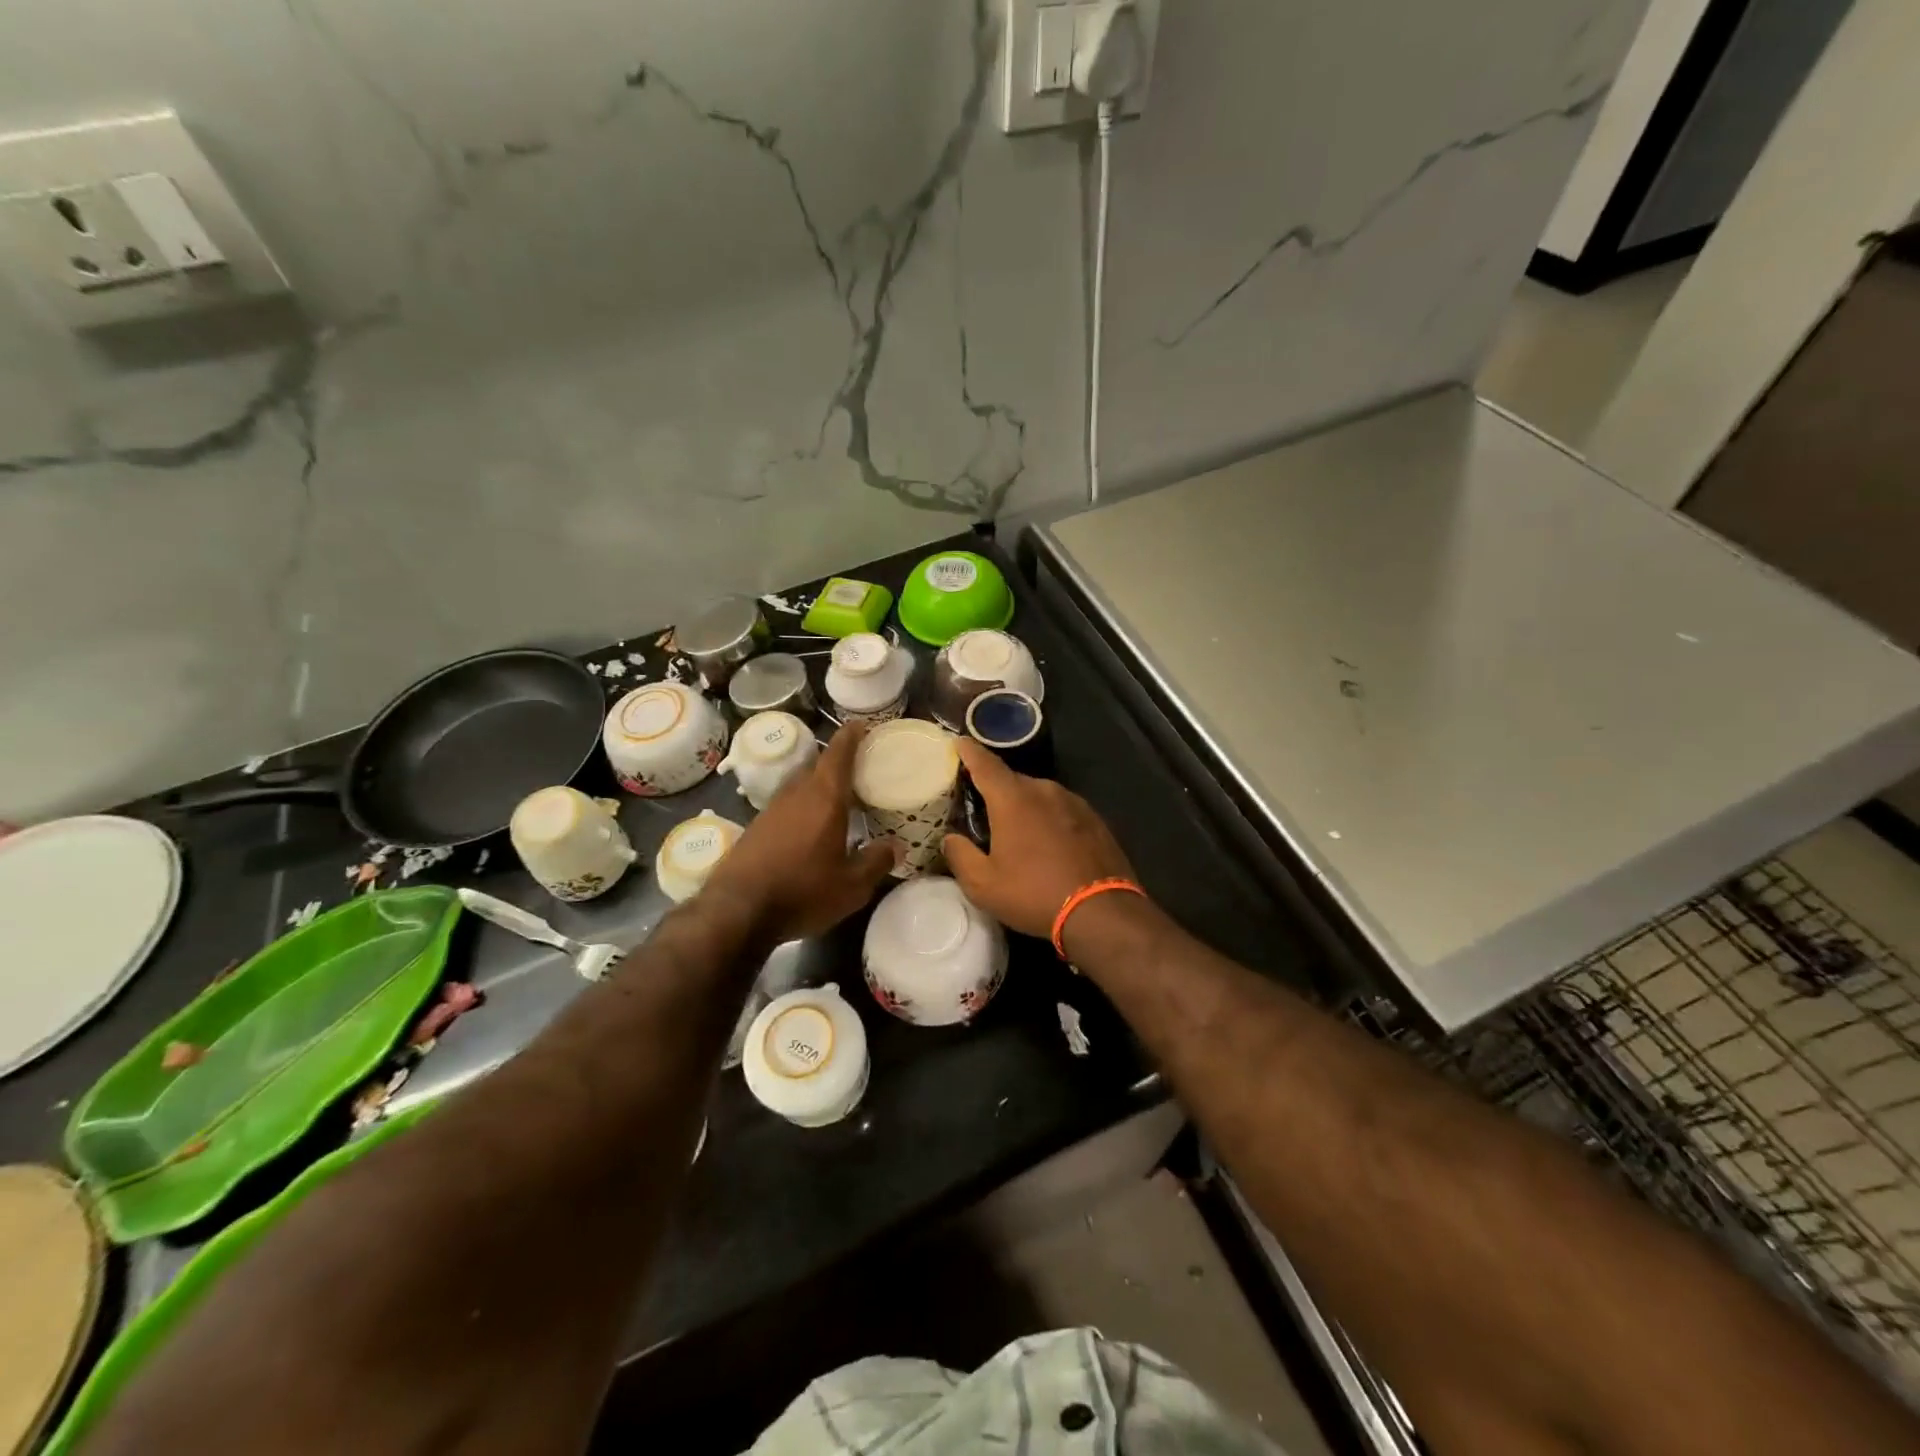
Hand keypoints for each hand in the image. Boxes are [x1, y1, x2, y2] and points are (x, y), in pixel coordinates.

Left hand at [703, 721, 896, 942]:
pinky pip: (787, 807)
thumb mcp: (851, 886)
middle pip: (818, 767)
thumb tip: (895, 847)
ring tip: (838, 800)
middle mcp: (796, 795)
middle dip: (838, 764)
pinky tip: (810, 830)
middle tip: (859, 770)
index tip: (861, 725)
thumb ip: (876, 862)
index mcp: (824, 798)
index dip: (851, 736)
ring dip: (819, 787)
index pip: (839, 753)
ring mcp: (771, 810)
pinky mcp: (756, 829)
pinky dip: (803, 808)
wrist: (736, 911)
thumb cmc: (802, 891)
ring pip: (801, 787)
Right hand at [942, 740, 1133, 938]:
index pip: (984, 764)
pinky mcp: (1095, 820)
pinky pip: (1062, 811)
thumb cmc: (1034, 894)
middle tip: (983, 810)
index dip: (968, 752)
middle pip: (1012, 781)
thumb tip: (951, 838)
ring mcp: (1074, 802)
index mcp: (1013, 798)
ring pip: (1040, 796)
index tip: (958, 742)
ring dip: (1026, 808)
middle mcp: (1044, 790)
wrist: (1102, 912)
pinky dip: (1049, 820)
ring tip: (1018, 833)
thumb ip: (960, 855)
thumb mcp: (983, 885)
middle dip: (996, 791)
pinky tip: (1049, 845)